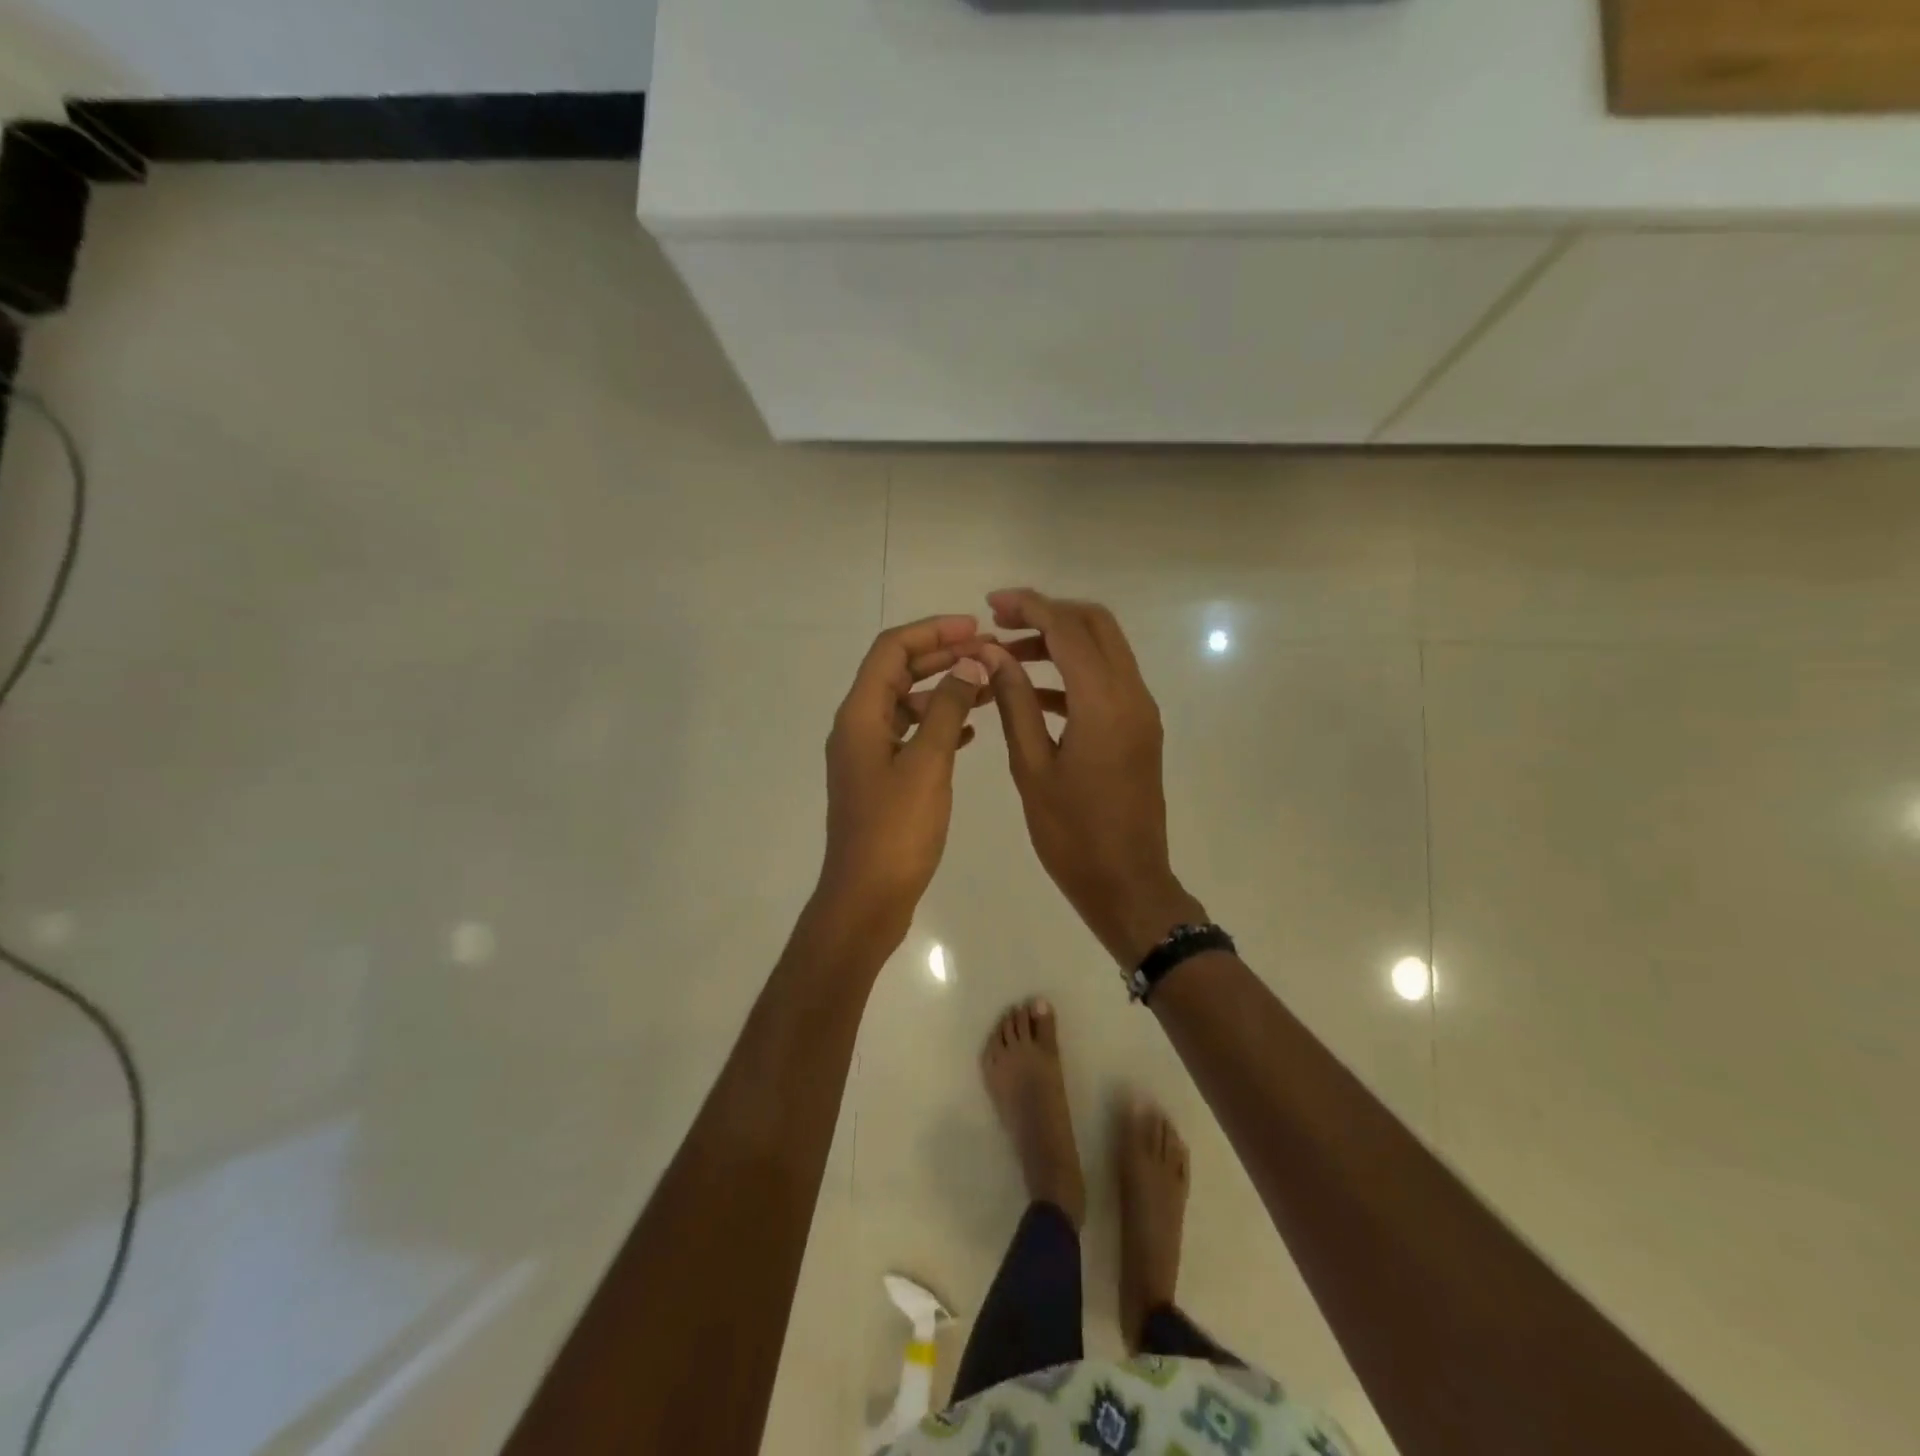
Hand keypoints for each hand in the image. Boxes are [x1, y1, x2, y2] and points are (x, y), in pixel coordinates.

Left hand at [813, 615, 991, 953]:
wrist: (866, 898)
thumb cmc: (896, 830)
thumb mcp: (927, 764)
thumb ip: (947, 709)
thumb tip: (968, 664)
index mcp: (860, 715)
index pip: (891, 650)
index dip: (932, 632)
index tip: (974, 627)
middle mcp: (857, 727)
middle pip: (897, 673)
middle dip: (940, 657)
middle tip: (986, 651)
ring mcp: (867, 754)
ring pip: (906, 704)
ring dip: (943, 690)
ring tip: (986, 686)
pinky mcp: (880, 779)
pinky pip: (910, 736)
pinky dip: (937, 724)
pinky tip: (969, 732)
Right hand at [980, 589, 1205, 966]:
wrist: (1127, 883)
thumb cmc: (1072, 834)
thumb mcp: (1032, 767)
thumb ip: (1015, 702)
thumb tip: (993, 654)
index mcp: (1103, 703)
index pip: (1068, 629)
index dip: (1029, 607)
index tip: (992, 605)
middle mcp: (1132, 695)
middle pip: (1096, 625)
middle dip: (1049, 613)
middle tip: (1002, 622)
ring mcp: (1141, 712)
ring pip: (1105, 650)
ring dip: (1061, 642)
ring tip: (1009, 656)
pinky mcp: (1140, 729)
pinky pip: (1108, 681)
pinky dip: (1073, 673)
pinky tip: (1034, 692)